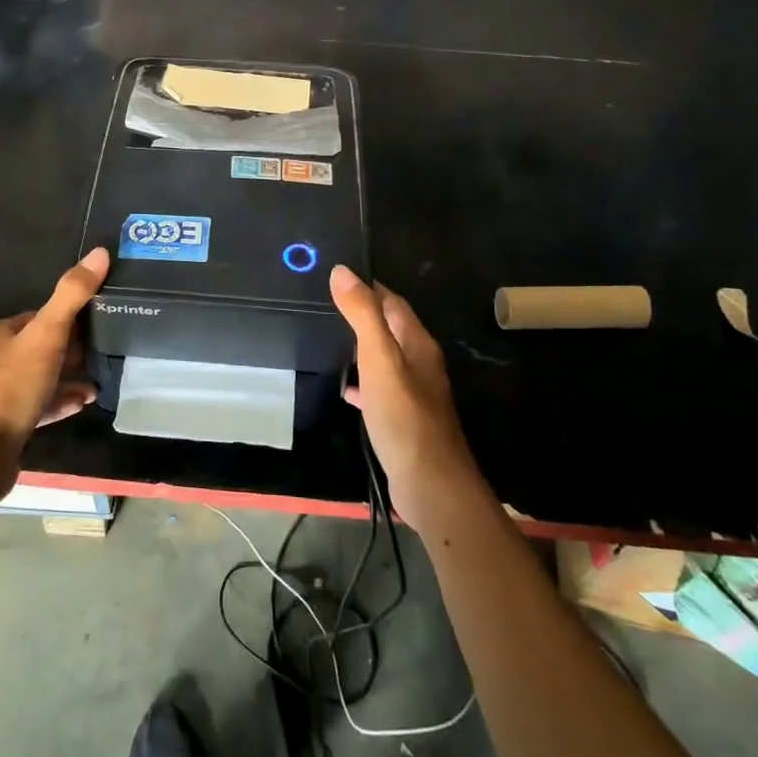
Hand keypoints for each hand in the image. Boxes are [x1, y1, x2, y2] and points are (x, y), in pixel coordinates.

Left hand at [0, 248, 109, 462]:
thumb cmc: (11, 387)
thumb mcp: (47, 335)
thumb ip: (72, 295)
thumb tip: (100, 252)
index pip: (39, 316)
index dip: (70, 317)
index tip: (99, 322)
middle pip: (42, 347)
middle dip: (73, 349)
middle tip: (105, 352)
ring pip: (42, 377)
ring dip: (70, 377)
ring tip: (100, 380)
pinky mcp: (6, 424)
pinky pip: (40, 405)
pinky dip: (61, 401)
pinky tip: (83, 403)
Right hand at [329, 265, 487, 535]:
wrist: (430, 484)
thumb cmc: (405, 416)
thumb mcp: (379, 358)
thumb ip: (362, 314)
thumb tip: (342, 271)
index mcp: (418, 344)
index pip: (393, 302)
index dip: (368, 287)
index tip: (337, 277)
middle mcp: (420, 363)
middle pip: (390, 329)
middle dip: (363, 315)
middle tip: (326, 304)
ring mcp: (414, 393)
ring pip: (385, 359)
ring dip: (362, 348)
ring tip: (329, 340)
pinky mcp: (404, 419)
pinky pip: (380, 390)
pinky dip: (362, 383)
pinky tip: (345, 390)